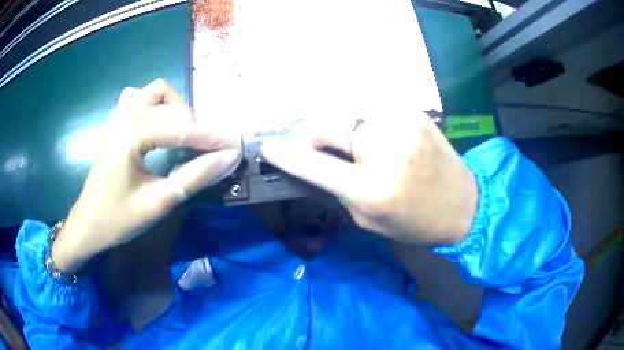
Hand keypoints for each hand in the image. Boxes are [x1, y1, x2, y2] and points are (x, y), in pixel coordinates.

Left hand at [52, 79, 241, 273]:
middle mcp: (127, 114)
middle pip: (175, 108)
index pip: (183, 127)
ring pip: (158, 92)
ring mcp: (119, 114)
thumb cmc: (118, 219)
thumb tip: (229, 158)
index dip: (213, 138)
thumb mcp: (159, 202)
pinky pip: (140, 97)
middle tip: (215, 151)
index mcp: (132, 133)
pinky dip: (156, 105)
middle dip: (200, 128)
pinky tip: (159, 124)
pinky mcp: (117, 121)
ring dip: (178, 109)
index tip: (238, 148)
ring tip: (186, 136)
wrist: (88, 224)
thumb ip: (195, 176)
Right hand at [261, 114, 478, 245]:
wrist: (464, 204)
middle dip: (311, 134)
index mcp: (373, 188)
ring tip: (345, 141)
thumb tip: (314, 164)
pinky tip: (370, 134)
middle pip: (327, 124)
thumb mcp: (369, 220)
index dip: (286, 155)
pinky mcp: (413, 113)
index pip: (315, 166)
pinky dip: (362, 120)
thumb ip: (339, 190)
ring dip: (338, 126)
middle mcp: (386, 149)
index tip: (268, 147)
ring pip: (348, 111)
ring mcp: (402, 125)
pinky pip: (373, 109)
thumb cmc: (416, 223)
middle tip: (311, 145)